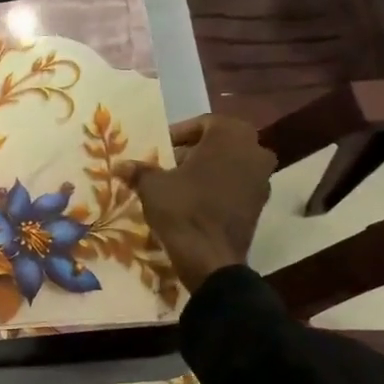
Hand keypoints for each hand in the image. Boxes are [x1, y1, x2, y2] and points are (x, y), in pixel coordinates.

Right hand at [130, 116, 276, 293]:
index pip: (203, 123)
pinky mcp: (260, 204)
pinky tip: (195, 204)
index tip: (160, 150)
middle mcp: (255, 151)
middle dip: (193, 152)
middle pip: (219, 143)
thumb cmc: (183, 210)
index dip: (178, 135)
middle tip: (168, 166)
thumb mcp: (152, 186)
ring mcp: (262, 179)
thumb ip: (139, 170)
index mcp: (230, 135)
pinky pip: (237, 186)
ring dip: (207, 170)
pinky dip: (218, 189)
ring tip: (179, 186)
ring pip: (230, 164)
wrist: (210, 259)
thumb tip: (120, 165)